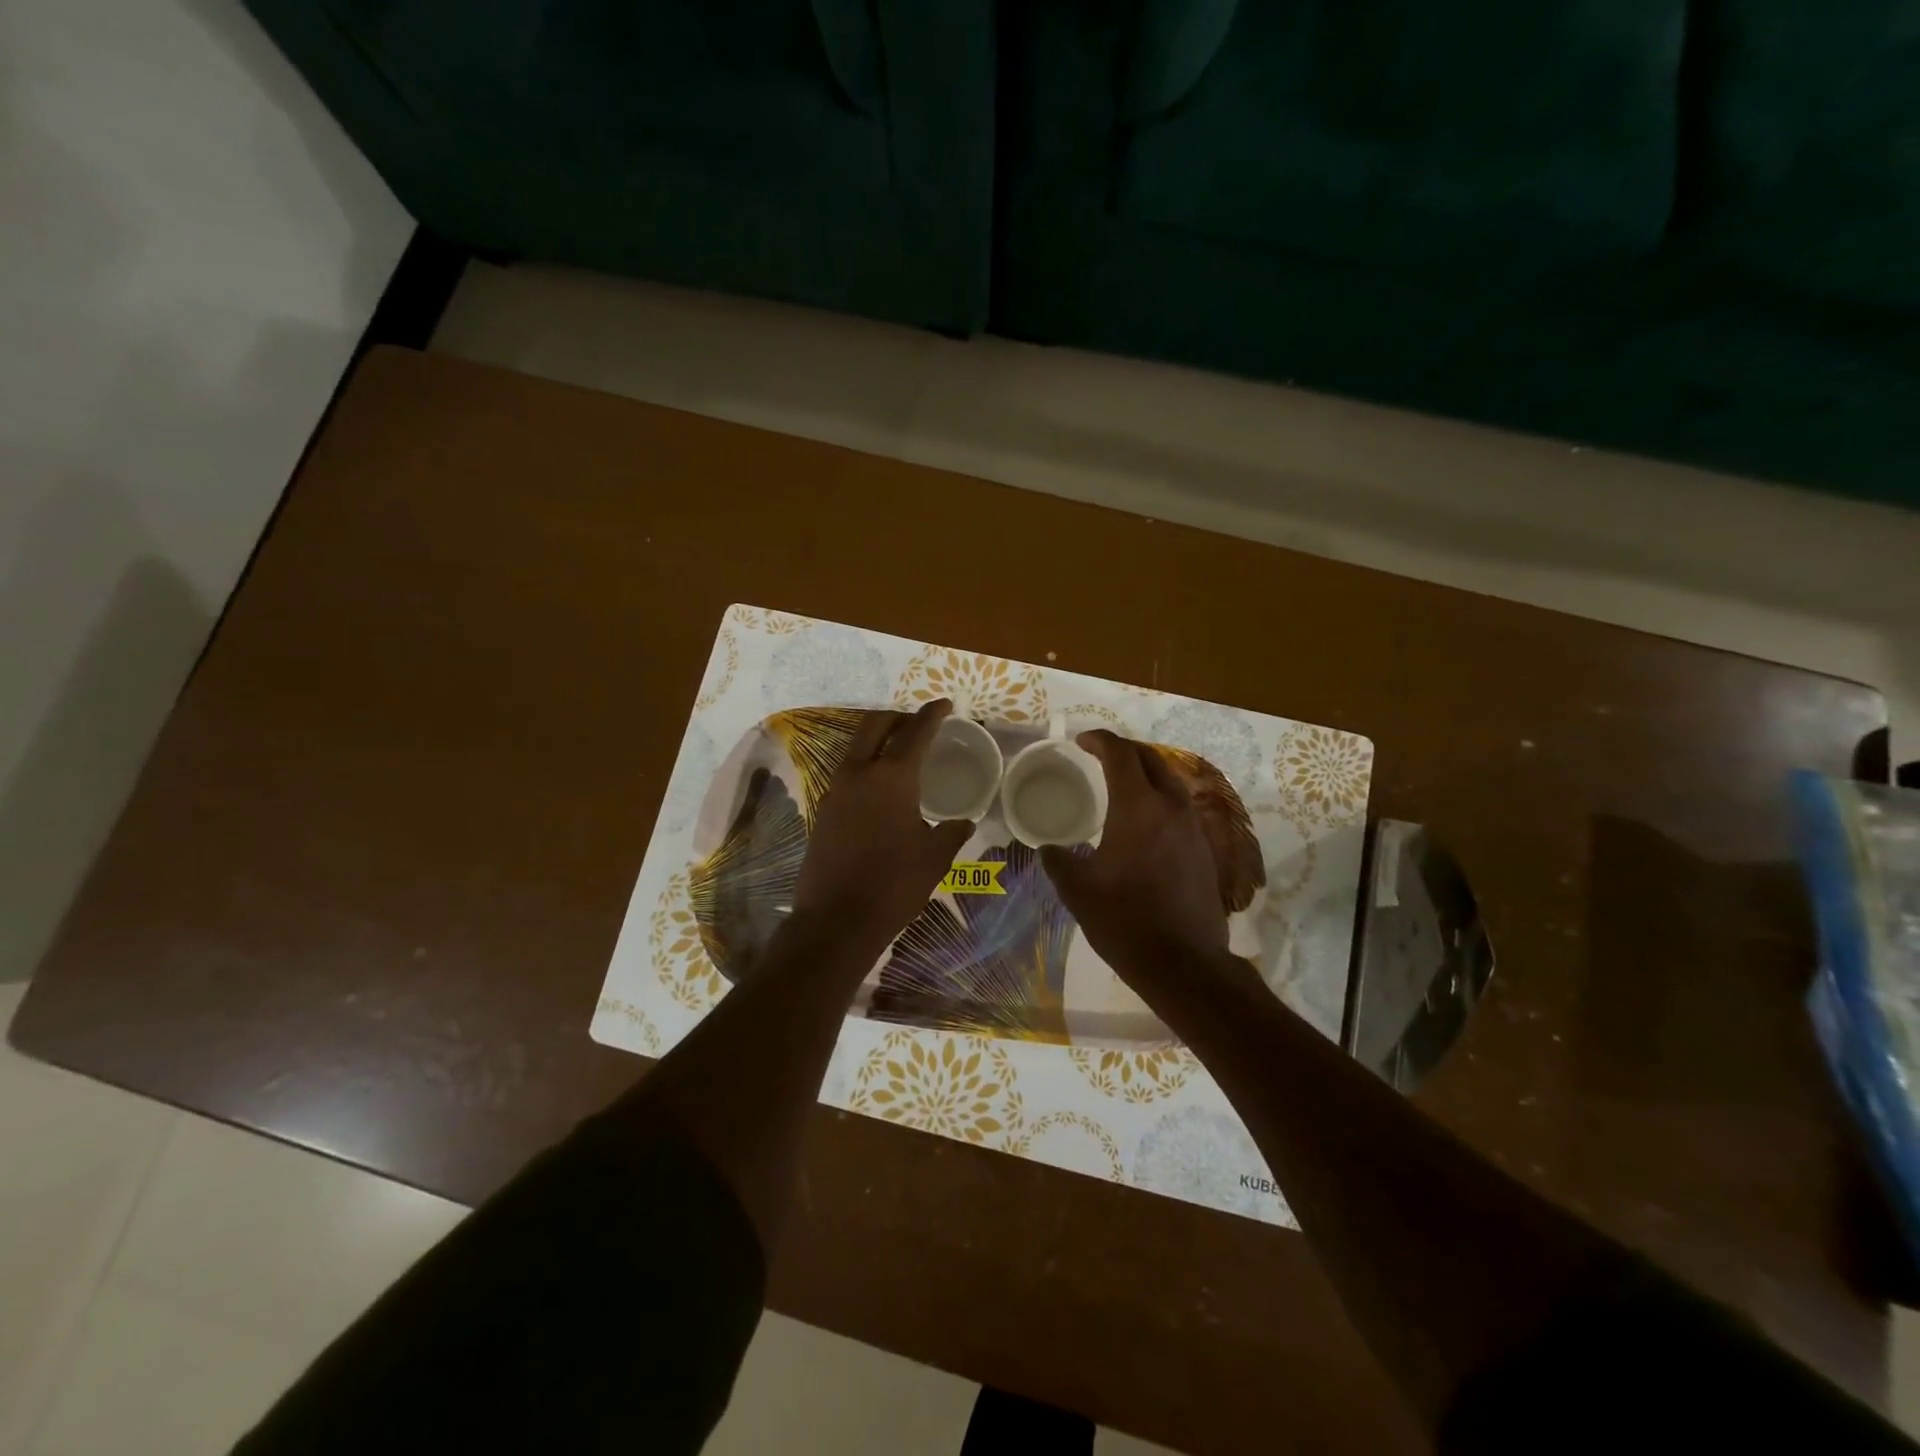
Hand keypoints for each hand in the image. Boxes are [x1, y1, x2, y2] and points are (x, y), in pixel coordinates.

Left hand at [790, 700, 972, 958]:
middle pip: (875, 725)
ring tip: (901, 749)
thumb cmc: (893, 885)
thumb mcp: (935, 857)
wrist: (836, 920)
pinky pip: (847, 772)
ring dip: (879, 739)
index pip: (915, 732)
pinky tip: (881, 785)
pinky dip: (866, 764)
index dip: (931, 714)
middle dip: (898, 717)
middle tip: (919, 723)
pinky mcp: (824, 810)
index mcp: (891, 777)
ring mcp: (835, 790)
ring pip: (856, 747)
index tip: (944, 705)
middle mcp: (858, 773)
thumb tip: (964, 822)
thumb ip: (952, 832)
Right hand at [1040, 731, 1228, 981]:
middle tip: (1100, 756)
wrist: (1184, 963)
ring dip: (1146, 773)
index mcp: (1138, 807)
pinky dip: (1159, 799)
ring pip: (1170, 782)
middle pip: (1151, 759)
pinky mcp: (1204, 849)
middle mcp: (1171, 807)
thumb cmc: (1124, 921)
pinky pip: (1180, 807)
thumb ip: (1059, 862)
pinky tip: (1144, 822)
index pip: (1120, 754)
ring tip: (1122, 784)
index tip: (1081, 742)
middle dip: (1125, 750)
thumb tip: (1048, 849)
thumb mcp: (1078, 891)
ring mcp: (1193, 828)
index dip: (1100, 741)